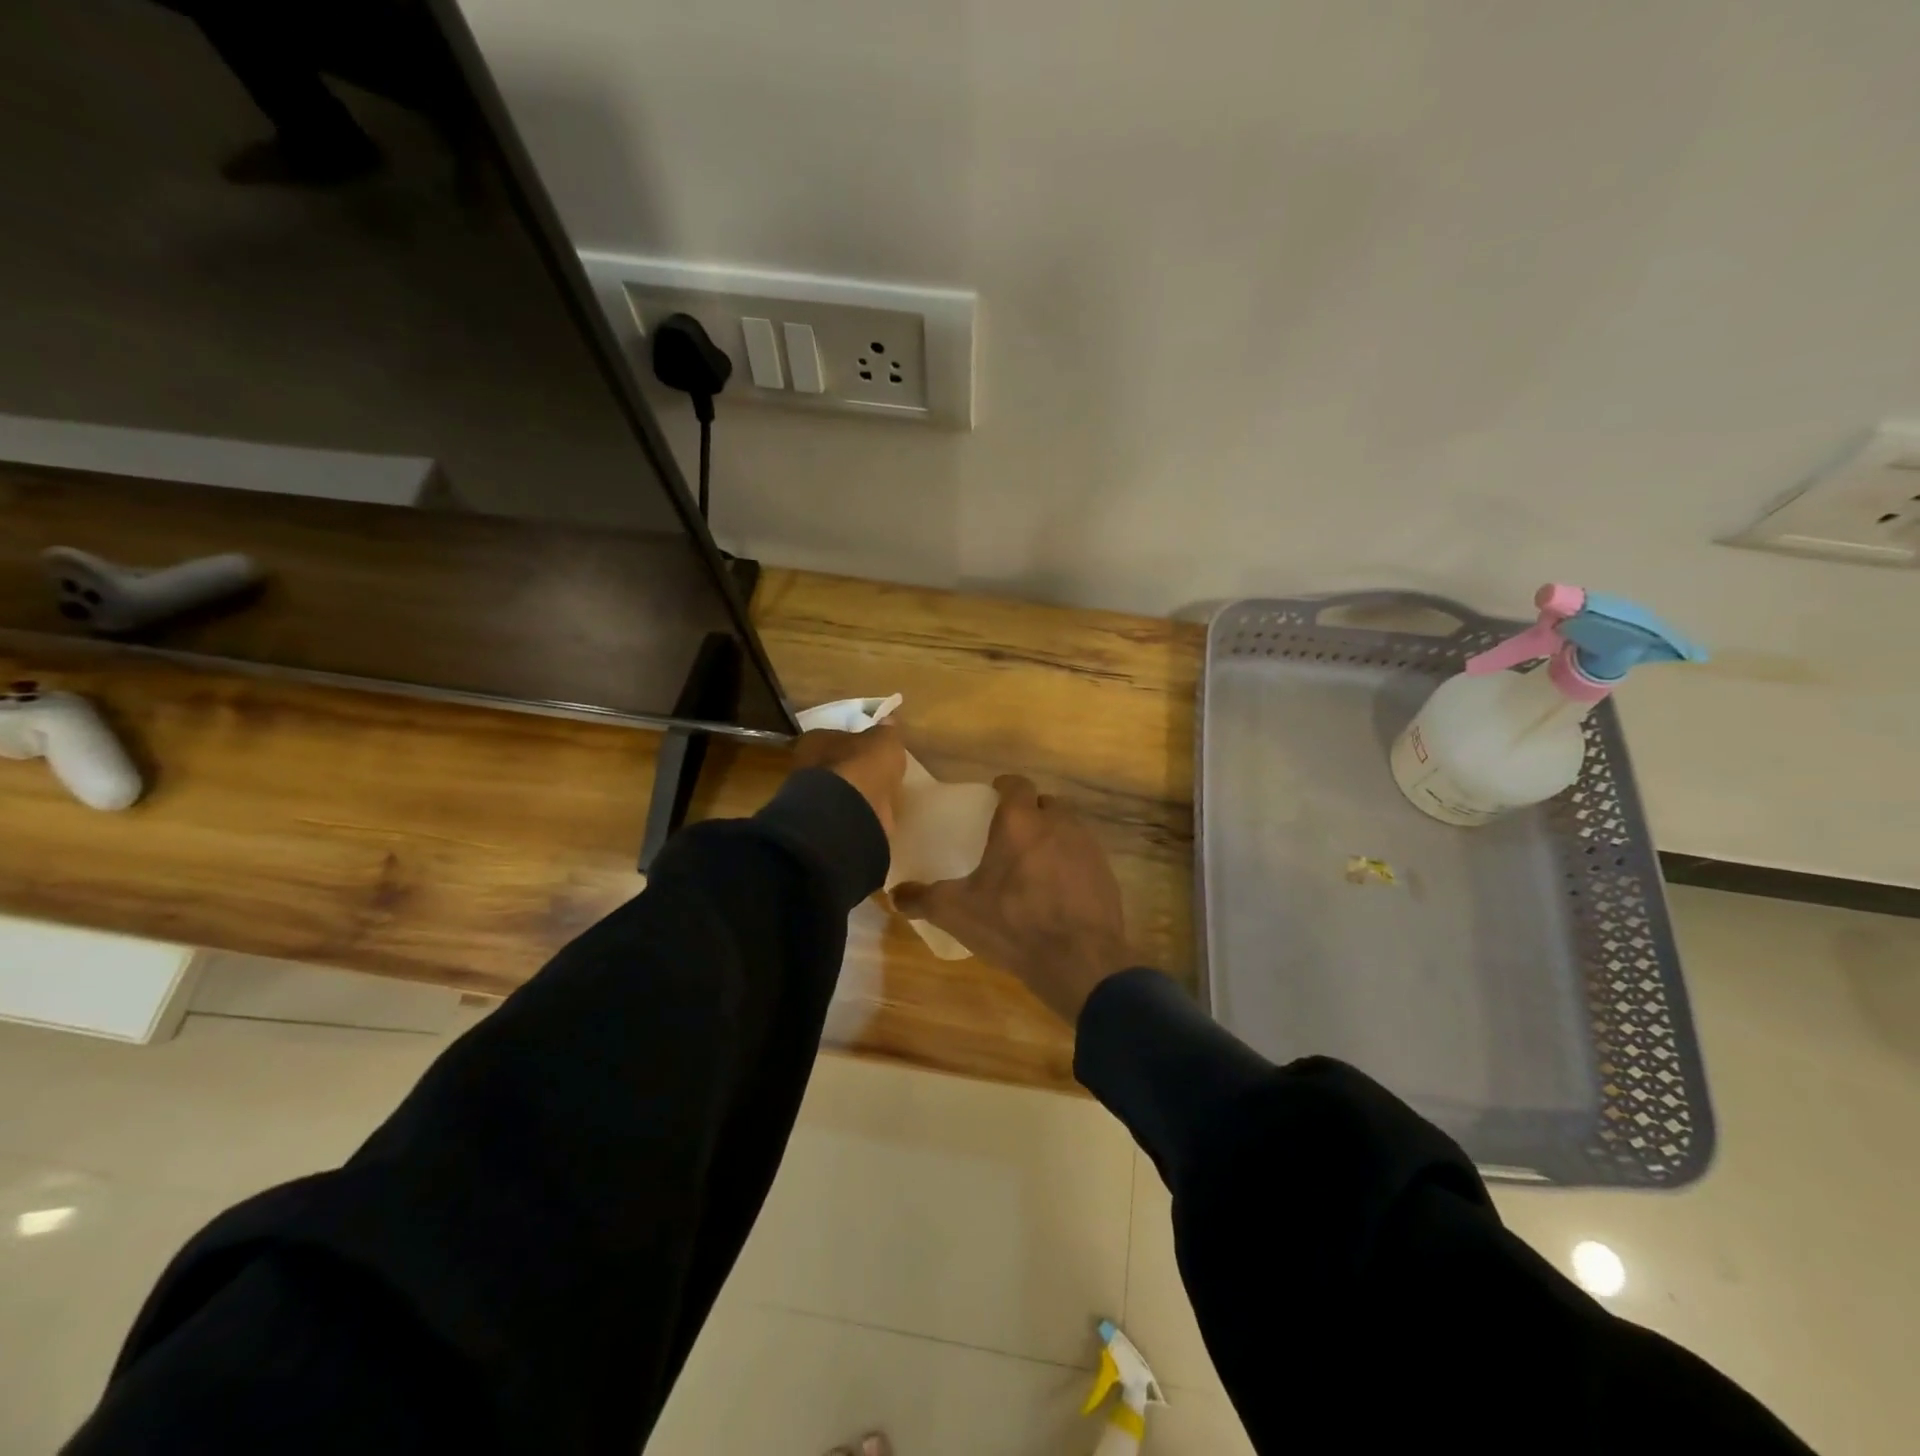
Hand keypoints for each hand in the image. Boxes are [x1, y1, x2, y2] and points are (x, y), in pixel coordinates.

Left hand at [793, 724, 906, 843]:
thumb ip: (886, 731)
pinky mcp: (823, 821)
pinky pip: (844, 809)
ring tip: (876, 793)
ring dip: (854, 790)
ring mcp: (812, 796)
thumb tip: (888, 721)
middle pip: (833, 763)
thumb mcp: (884, 740)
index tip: (869, 747)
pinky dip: (856, 810)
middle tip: (873, 770)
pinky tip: (872, 811)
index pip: (834, 736)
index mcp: (815, 739)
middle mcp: (806, 765)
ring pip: (837, 788)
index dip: (853, 741)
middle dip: (851, 766)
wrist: (849, 813)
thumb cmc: (863, 766)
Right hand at [892, 775, 1134, 1022]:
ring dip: (1052, 836)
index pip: (1016, 784)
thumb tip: (894, 895)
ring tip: (1033, 863)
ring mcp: (1087, 847)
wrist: (1079, 960)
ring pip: (1068, 827)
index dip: (1005, 787)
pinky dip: (1070, 863)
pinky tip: (1058, 890)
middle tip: (1011, 834)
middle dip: (1030, 812)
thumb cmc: (1013, 924)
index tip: (994, 796)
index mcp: (1020, 822)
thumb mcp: (957, 912)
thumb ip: (922, 899)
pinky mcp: (1106, 872)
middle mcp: (1057, 824)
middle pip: (1045, 803)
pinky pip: (1084, 855)